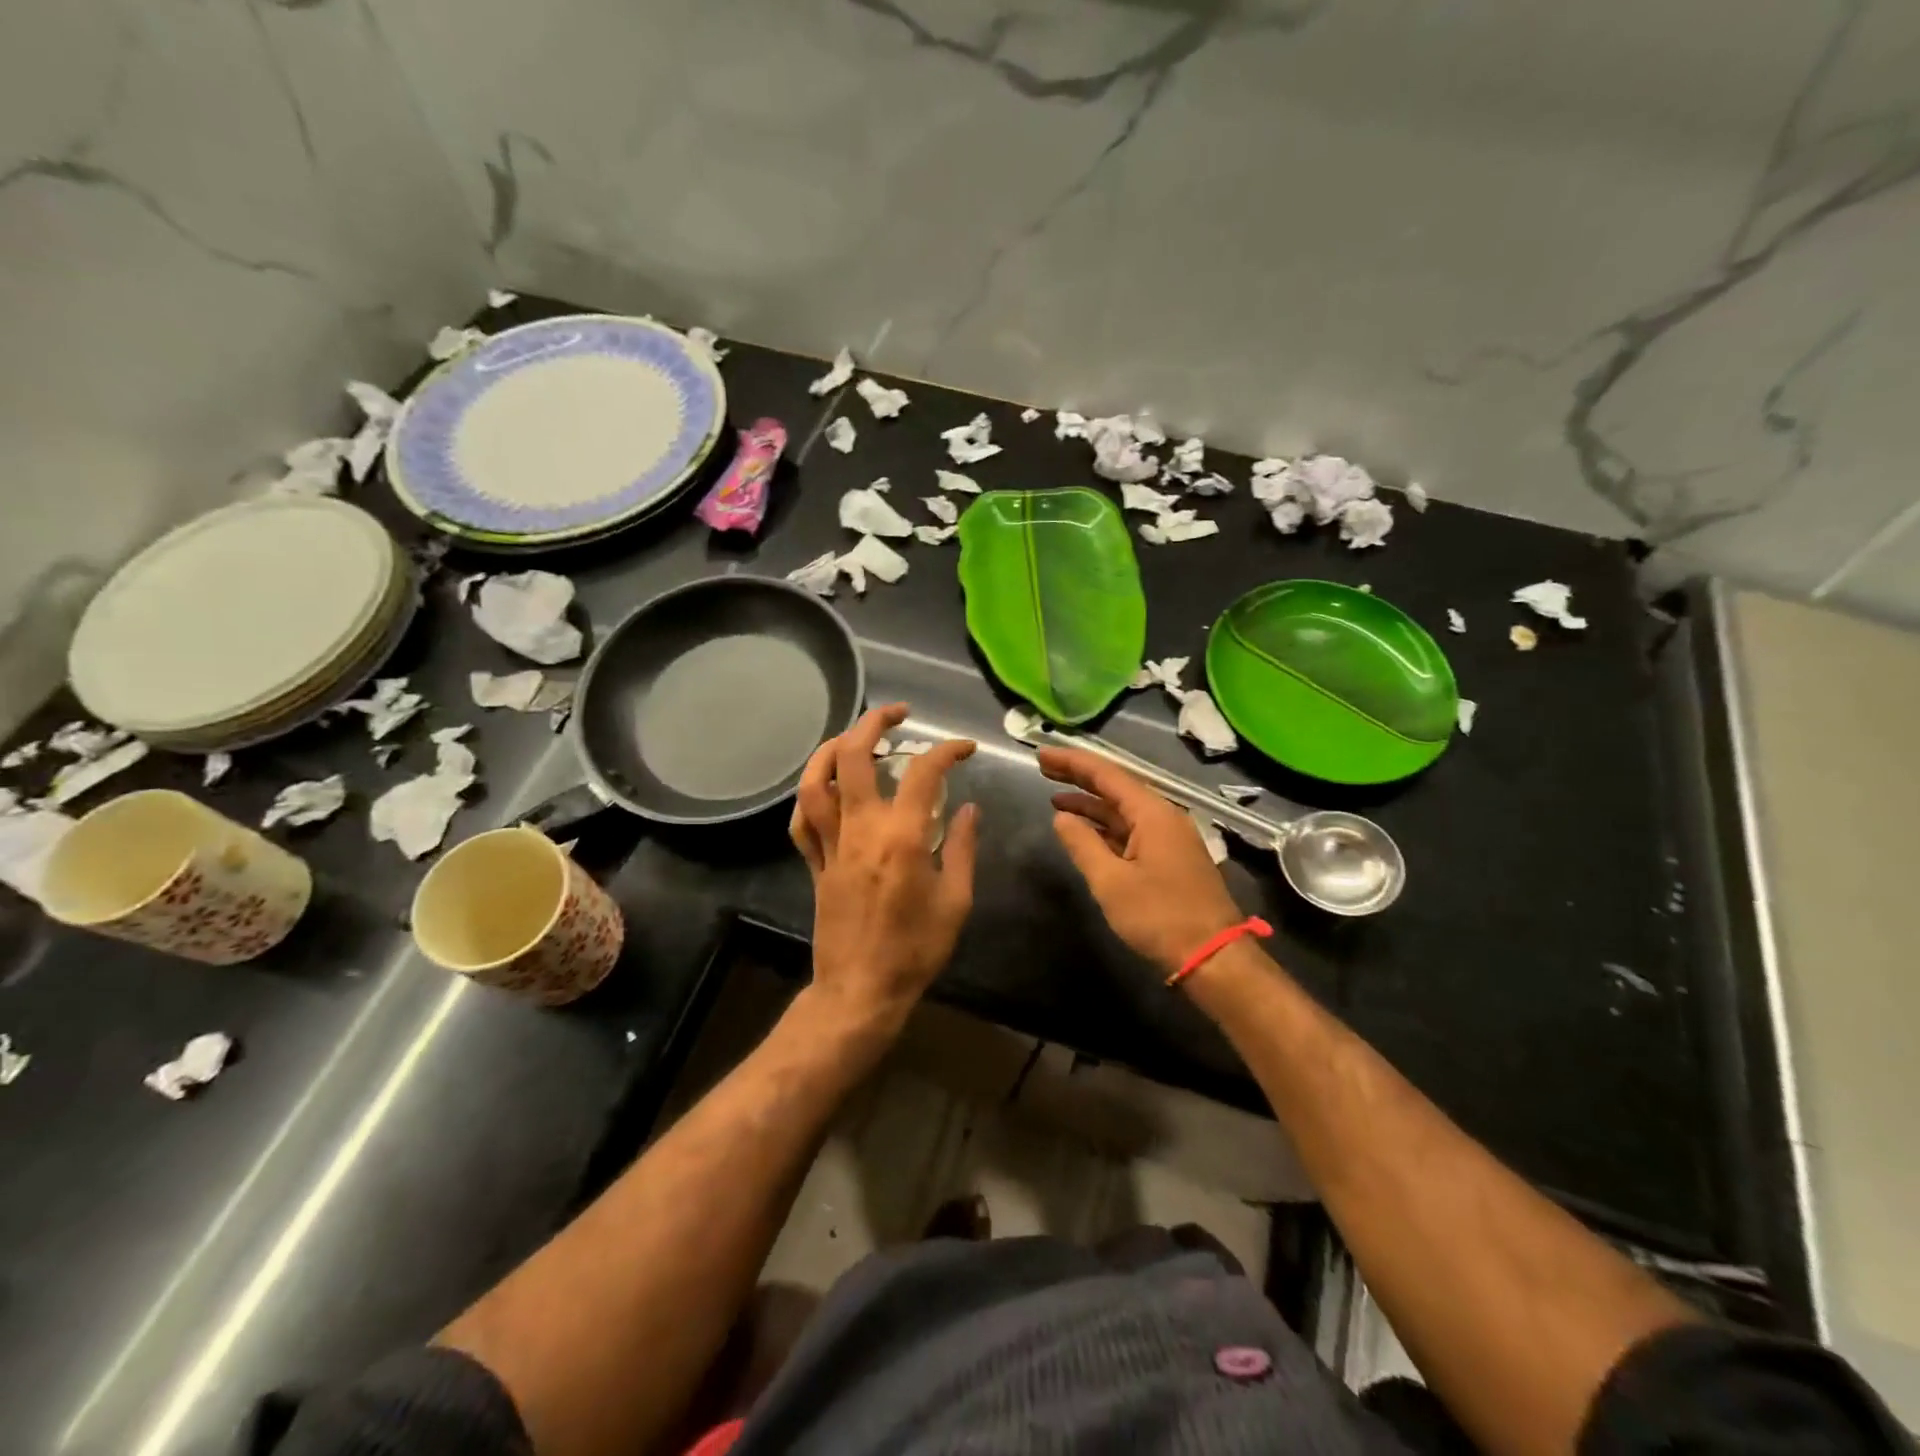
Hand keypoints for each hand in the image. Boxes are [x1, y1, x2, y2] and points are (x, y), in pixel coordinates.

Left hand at [790, 704, 978, 1028]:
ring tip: (853, 737)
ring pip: (815, 782)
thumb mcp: (956, 901)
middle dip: (873, 723)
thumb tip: (970, 808)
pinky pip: (802, 820)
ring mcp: (830, 845)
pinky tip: (825, 786)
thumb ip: (962, 848)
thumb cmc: (916, 950)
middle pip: (852, 757)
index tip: (964, 749)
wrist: (861, 991)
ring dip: (831, 748)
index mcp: (901, 838)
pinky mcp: (814, 864)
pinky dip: (810, 794)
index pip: (923, 773)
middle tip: (898, 714)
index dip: (947, 750)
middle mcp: (860, 830)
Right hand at [1039, 747, 1244, 974]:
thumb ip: (1083, 844)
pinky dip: (1105, 827)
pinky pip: (1132, 831)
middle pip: (1116, 787)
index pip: (1106, 774)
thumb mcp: (1111, 881)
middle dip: (1079, 777)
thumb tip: (1062, 817)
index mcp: (1153, 813)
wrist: (1213, 957)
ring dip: (1091, 804)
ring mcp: (1169, 838)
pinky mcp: (1170, 859)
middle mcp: (1164, 817)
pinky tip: (1085, 831)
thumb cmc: (1160, 916)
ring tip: (1056, 799)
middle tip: (1044, 768)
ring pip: (1123, 811)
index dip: (1072, 763)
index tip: (1041, 755)